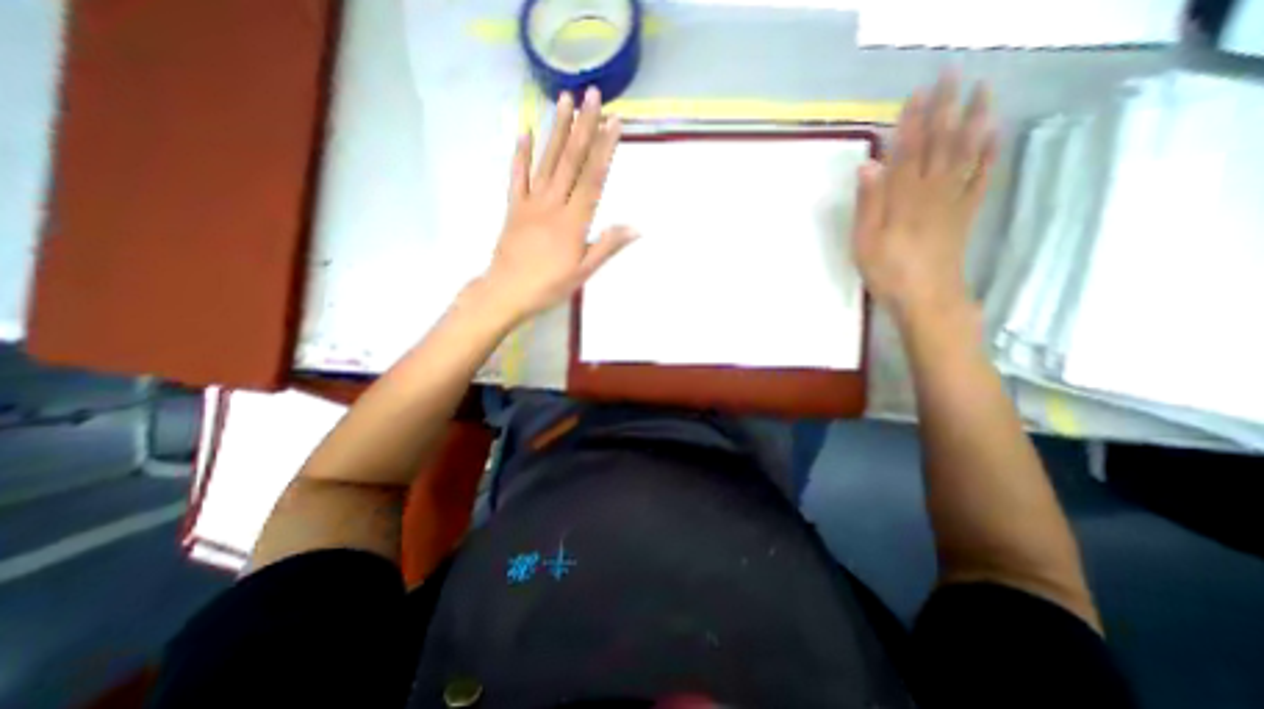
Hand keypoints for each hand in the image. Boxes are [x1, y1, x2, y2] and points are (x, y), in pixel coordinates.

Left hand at [484, 86, 643, 326]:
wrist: (506, 291)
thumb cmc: (549, 286)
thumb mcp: (583, 272)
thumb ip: (607, 246)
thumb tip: (635, 228)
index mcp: (573, 221)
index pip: (593, 179)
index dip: (605, 150)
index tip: (614, 123)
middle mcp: (553, 204)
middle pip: (571, 161)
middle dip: (584, 127)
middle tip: (593, 95)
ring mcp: (530, 203)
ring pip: (546, 161)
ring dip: (557, 130)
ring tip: (565, 100)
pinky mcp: (513, 207)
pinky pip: (517, 176)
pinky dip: (520, 153)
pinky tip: (525, 131)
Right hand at [848, 73, 996, 323]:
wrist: (927, 297)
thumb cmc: (887, 272)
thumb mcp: (865, 242)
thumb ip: (868, 203)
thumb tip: (868, 164)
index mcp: (903, 198)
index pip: (907, 151)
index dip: (912, 121)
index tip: (917, 92)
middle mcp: (932, 191)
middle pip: (940, 143)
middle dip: (945, 108)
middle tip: (953, 73)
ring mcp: (954, 201)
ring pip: (966, 153)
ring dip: (974, 119)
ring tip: (983, 89)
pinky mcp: (966, 213)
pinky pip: (982, 177)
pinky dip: (990, 153)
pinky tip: (995, 134)